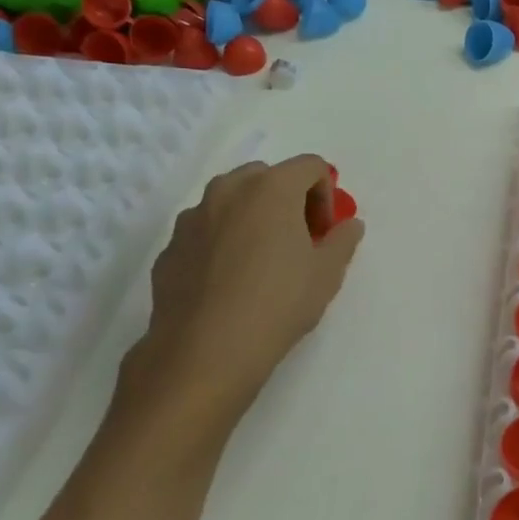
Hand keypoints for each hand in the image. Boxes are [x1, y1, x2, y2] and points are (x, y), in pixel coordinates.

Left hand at [116, 155, 363, 437]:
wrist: (204, 353)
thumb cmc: (277, 304)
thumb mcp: (327, 274)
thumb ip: (343, 240)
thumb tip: (349, 225)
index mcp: (271, 188)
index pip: (311, 167)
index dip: (326, 195)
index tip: (324, 233)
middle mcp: (228, 191)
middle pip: (267, 176)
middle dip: (287, 200)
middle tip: (297, 240)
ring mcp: (192, 218)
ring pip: (230, 201)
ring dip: (252, 217)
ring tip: (261, 261)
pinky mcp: (170, 247)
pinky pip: (205, 230)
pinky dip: (222, 241)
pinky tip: (229, 283)